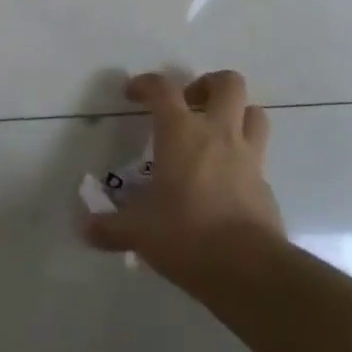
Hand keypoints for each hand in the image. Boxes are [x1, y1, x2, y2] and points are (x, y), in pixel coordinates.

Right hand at [84, 70, 283, 274]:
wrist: (248, 268)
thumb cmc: (186, 234)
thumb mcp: (139, 231)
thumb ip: (110, 227)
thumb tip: (85, 228)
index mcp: (181, 132)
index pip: (163, 88)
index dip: (146, 83)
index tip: (133, 94)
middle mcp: (218, 133)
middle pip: (228, 83)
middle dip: (209, 84)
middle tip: (190, 105)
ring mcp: (248, 156)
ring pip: (254, 112)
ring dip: (237, 113)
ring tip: (216, 132)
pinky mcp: (266, 184)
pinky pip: (259, 156)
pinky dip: (244, 158)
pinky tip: (227, 180)